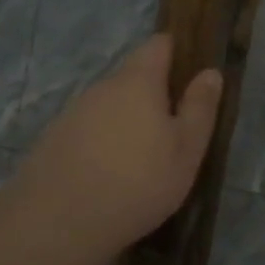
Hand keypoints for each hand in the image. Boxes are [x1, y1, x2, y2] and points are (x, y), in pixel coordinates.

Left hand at [11, 34, 223, 257]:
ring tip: (138, 160)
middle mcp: (102, 86)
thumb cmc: (137, 182)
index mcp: (138, 81)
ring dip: (125, 121)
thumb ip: (199, 109)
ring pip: (108, 105)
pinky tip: (107, 175)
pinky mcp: (54, 137)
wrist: (59, 220)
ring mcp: (73, 111)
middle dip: (152, 95)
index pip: (158, 45)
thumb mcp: (185, 151)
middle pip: (132, 77)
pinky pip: (87, 129)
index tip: (190, 76)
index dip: (176, 53)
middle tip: (170, 133)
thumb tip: (210, 72)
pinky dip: (101, 142)